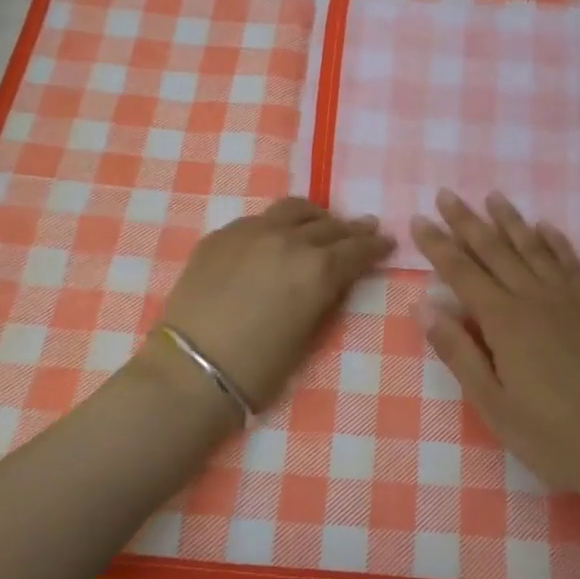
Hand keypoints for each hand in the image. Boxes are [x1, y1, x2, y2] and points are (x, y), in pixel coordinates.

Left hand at [153, 197, 394, 412]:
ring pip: (293, 209)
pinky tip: (274, 237)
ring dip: (314, 216)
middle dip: (351, 229)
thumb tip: (332, 281)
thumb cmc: (259, 368)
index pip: (358, 248)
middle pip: (329, 225)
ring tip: (319, 223)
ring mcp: (252, 232)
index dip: (376, 245)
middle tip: (363, 229)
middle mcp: (289, 240)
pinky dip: (277, 225)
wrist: (192, 369)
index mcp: (318, 269)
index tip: (387, 242)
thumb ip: (324, 298)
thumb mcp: (308, 336)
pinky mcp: (222, 235)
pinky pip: (259, 219)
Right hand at [411, 191, 579, 503]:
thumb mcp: (493, 405)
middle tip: (447, 194)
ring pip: (533, 248)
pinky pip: (570, 264)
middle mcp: (535, 299)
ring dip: (510, 221)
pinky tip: (546, 228)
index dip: (438, 245)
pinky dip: (555, 242)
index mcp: (505, 322)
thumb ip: (459, 353)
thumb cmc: (552, 436)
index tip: (419, 220)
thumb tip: (423, 307)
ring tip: (493, 197)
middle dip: (467, 222)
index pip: (462, 273)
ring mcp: (569, 300)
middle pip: (495, 250)